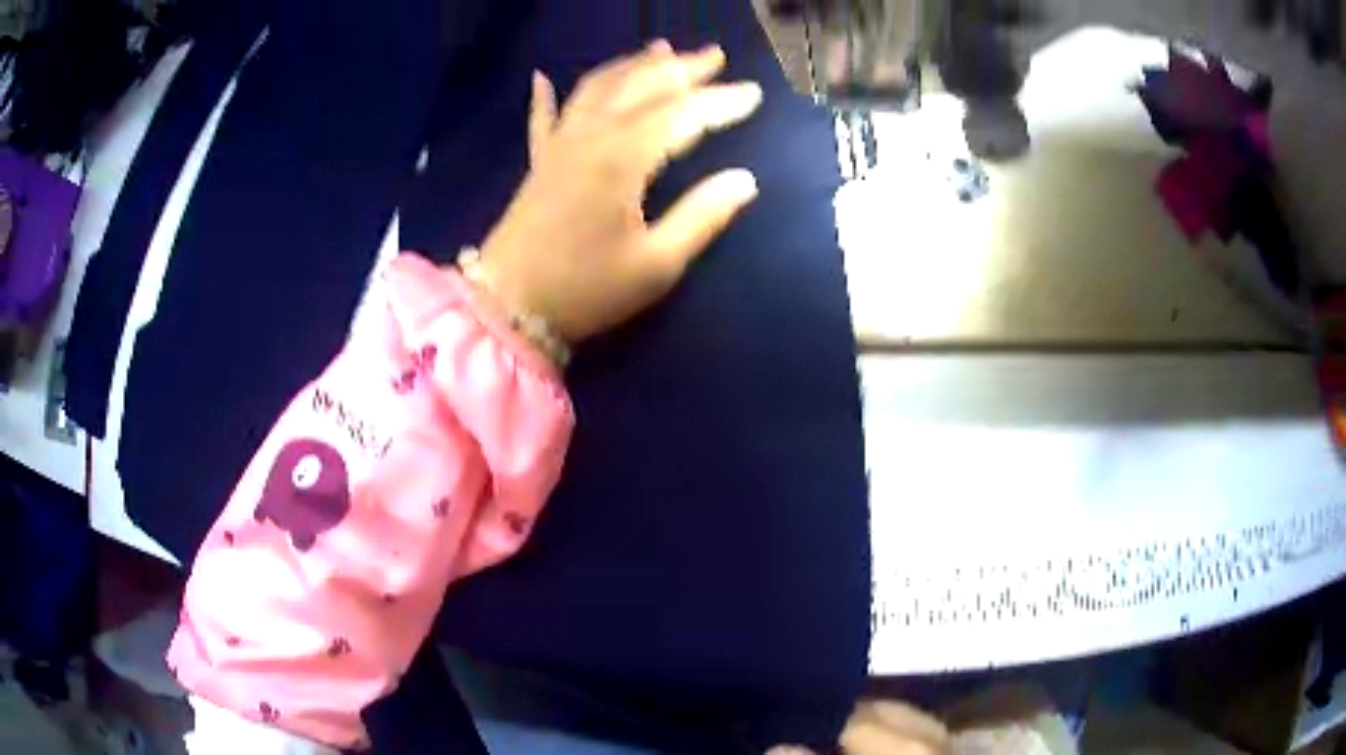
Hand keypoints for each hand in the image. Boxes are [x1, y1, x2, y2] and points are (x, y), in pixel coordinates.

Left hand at [477, 40, 762, 342]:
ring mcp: (560, 145)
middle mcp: (591, 137)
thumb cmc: (586, 290)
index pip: (682, 115)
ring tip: (659, 49)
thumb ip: (702, 217)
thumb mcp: (655, 265)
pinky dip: (546, 94)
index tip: (754, 93)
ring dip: (631, 66)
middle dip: (681, 68)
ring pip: (598, 89)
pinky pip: (543, 117)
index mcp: (624, 159)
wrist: (508, 307)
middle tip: (715, 55)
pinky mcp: (539, 162)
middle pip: (642, 87)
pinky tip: (542, 76)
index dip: (721, 102)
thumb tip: (745, 181)